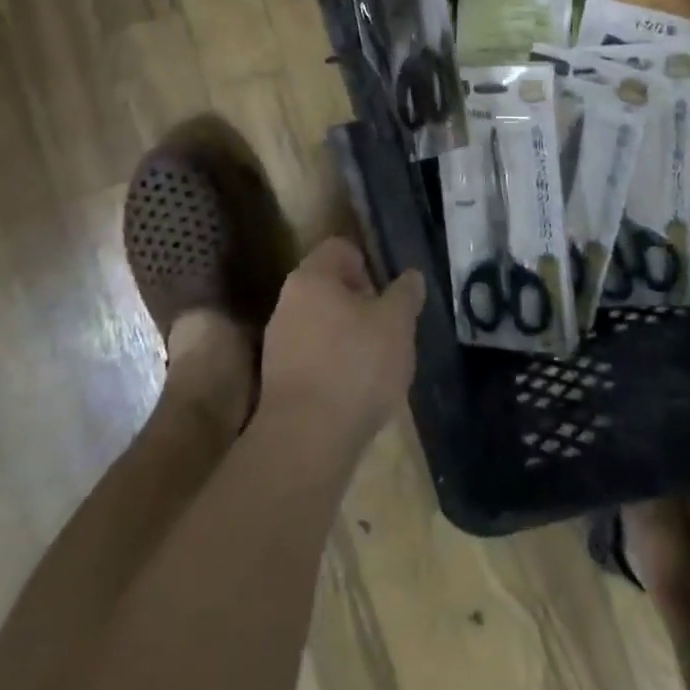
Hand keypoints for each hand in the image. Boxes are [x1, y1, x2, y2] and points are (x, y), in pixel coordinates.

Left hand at [259, 238, 423, 453]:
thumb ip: (405, 294)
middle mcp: (287, 303)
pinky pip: (313, 357)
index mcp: (311, 278)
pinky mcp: (278, 380)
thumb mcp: (397, 323)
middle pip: (330, 287)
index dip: (368, 264)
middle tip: (388, 330)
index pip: (340, 248)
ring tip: (376, 365)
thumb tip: (411, 277)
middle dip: (361, 304)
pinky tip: (355, 391)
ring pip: (322, 324)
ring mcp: (278, 343)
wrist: (306, 440)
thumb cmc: (355, 366)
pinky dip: (335, 366)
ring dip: (349, 337)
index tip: (387, 295)